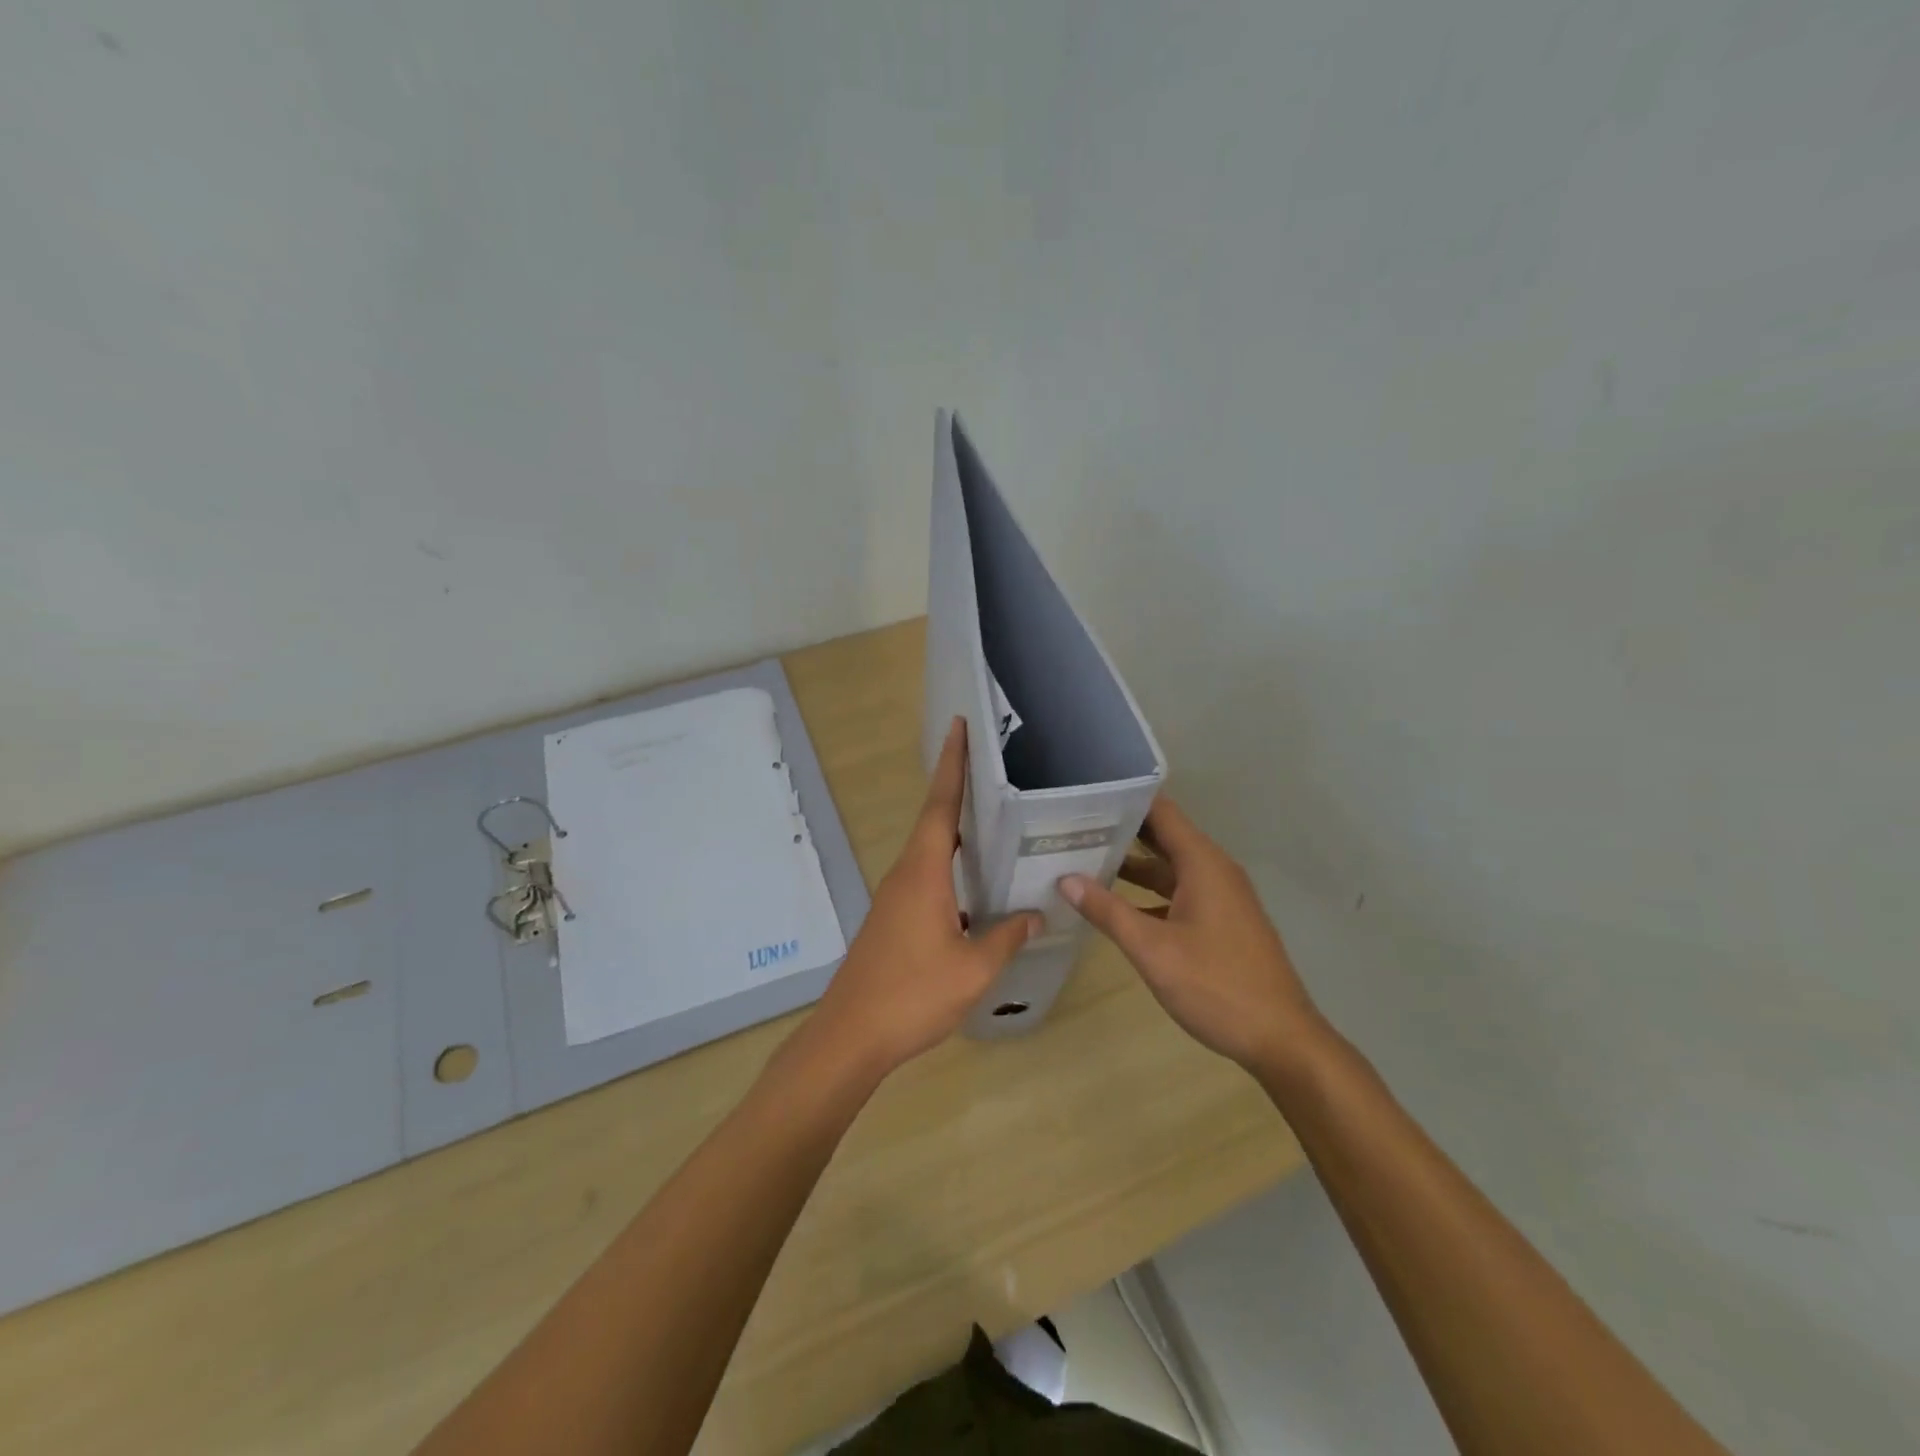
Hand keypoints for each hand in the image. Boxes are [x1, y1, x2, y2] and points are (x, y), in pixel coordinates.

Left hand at [811, 718, 1041, 1076]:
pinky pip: (926, 876)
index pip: (940, 805)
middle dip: (958, 788)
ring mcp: (894, 897)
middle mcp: (905, 874)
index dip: (952, 764)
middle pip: (934, 819)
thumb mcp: (972, 970)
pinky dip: (950, 865)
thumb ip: (1006, 938)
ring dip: (955, 829)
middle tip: (993, 766)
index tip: (959, 726)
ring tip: (992, 819)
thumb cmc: (912, 994)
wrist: (851, 1035)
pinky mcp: (892, 918)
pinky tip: (974, 885)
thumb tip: (1034, 914)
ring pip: (929, 850)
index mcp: (923, 873)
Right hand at [1059, 797, 1322, 1073]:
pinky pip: (1179, 891)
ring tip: (1084, 857)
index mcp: (1203, 864)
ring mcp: (1221, 897)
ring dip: (1132, 863)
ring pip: (1170, 867)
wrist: (1281, 1039)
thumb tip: (1065, 879)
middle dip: (1121, 830)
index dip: (1125, 800)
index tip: (1085, 797)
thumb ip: (1108, 911)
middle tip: (1072, 825)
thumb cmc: (1216, 986)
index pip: (1161, 812)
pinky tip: (1116, 904)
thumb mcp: (1152, 949)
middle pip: (1163, 836)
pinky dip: (1148, 891)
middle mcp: (1214, 870)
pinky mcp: (1221, 921)